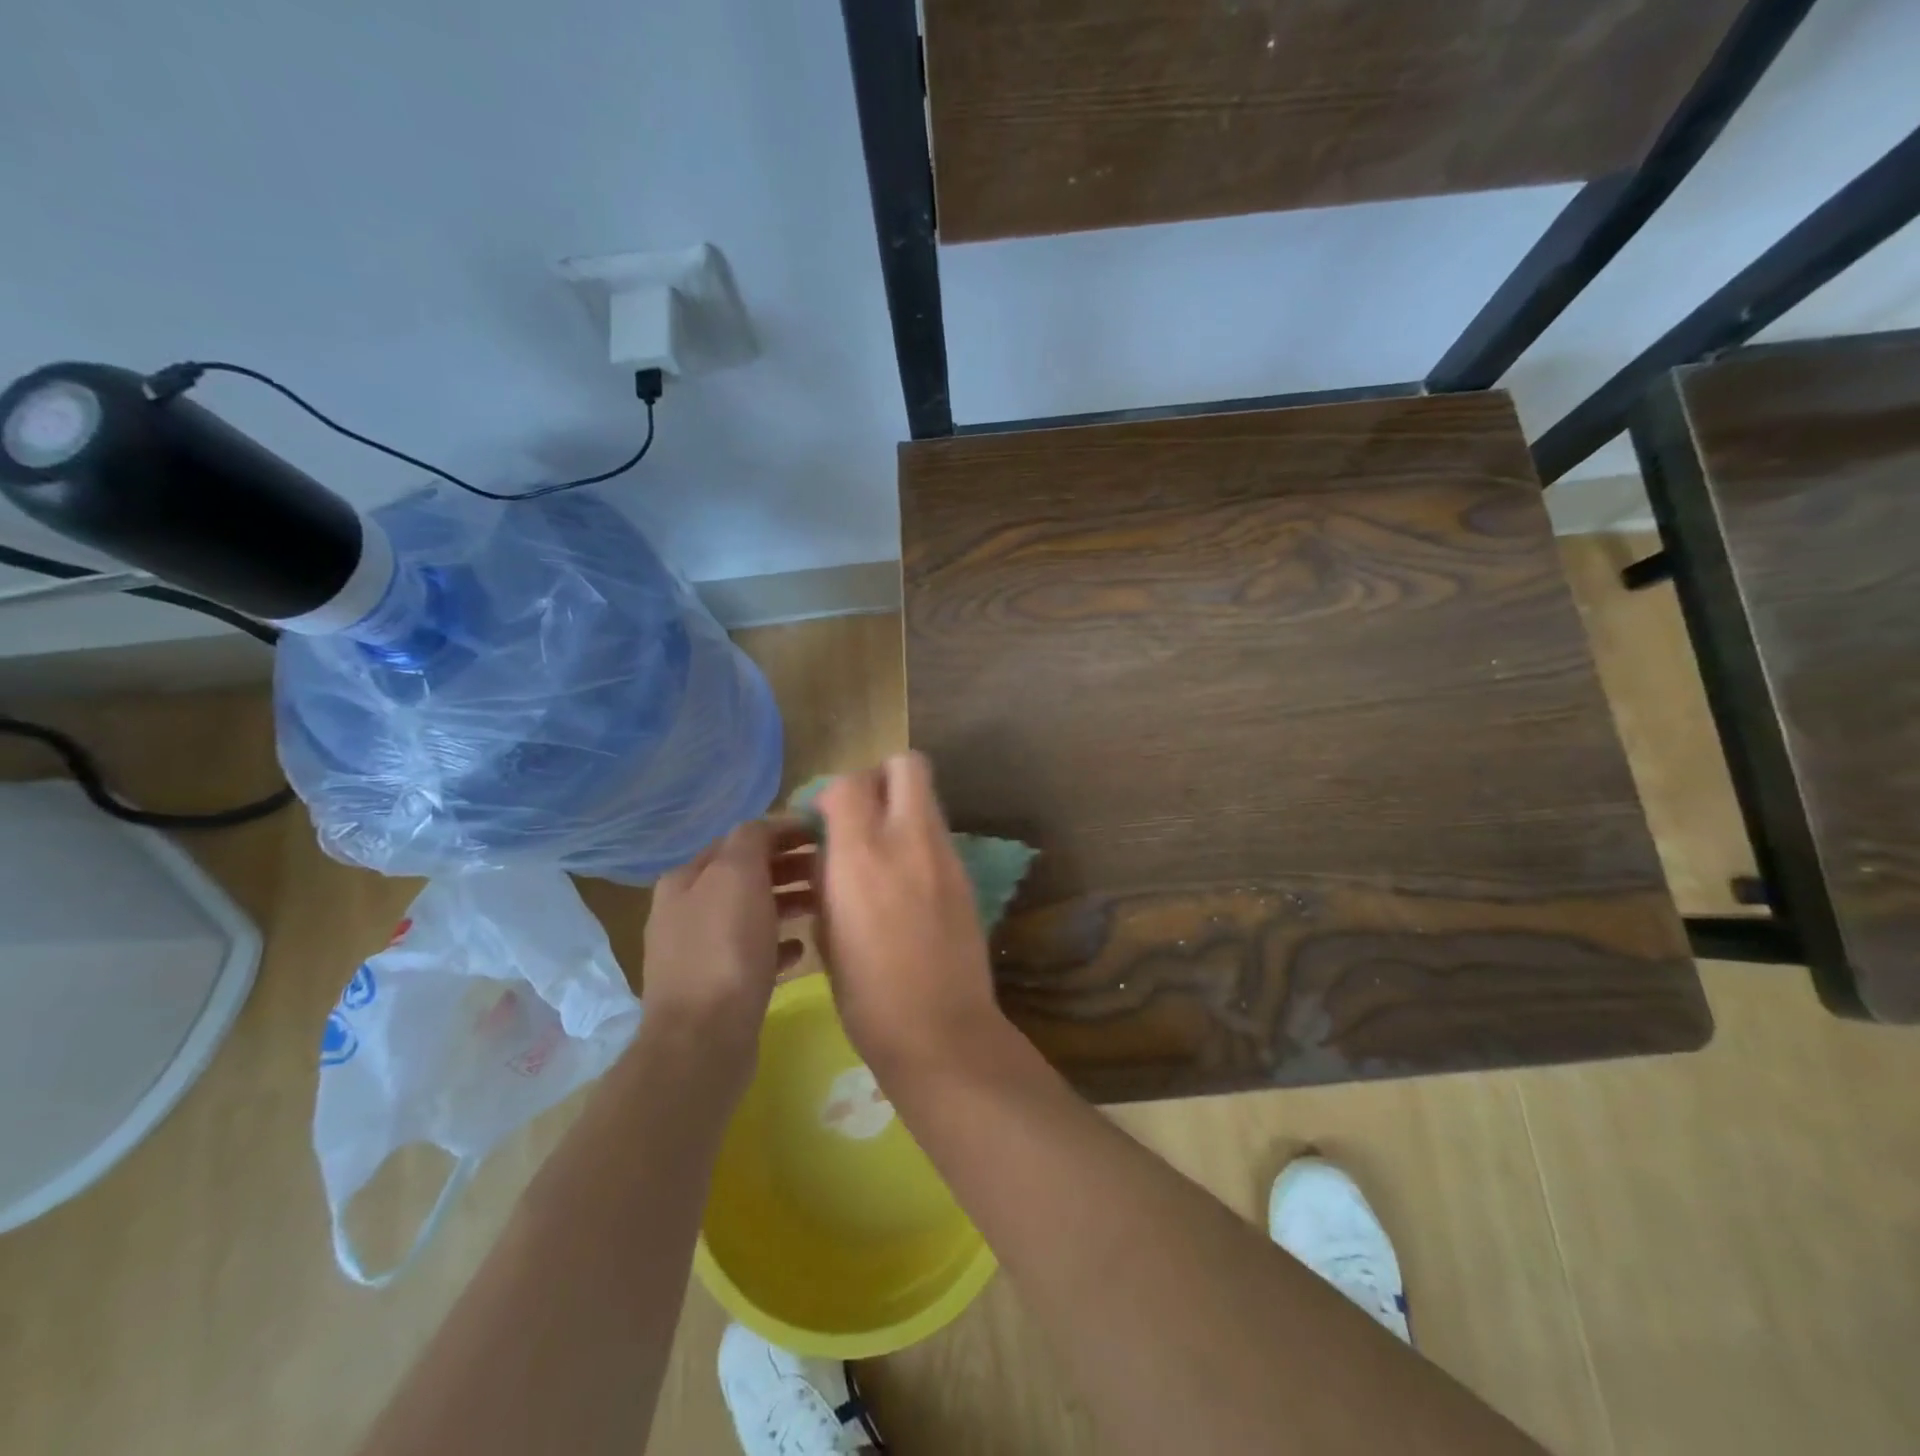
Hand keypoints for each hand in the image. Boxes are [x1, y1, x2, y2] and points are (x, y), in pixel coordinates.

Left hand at [641, 819, 813, 1049]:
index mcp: (686, 878)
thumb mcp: (738, 876)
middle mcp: (686, 910)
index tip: (824, 833)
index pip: (740, 839)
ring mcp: (699, 951)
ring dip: (786, 903)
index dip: (782, 832)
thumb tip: (768, 826)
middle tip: (829, 868)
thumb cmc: (724, 948)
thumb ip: (752, 840)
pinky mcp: (717, 986)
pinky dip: (778, 943)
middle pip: (745, 876)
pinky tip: (802, 948)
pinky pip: (753, 953)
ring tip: (823, 905)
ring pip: (751, 913)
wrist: (703, 1040)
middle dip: (787, 867)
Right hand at [814, 753, 1006, 1076]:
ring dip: (902, 807)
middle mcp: (908, 840)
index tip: (823, 822)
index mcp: (862, 855)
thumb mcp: (828, 932)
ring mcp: (945, 855)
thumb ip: (828, 877)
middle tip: (863, 813)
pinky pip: (939, 834)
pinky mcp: (966, 875)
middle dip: (881, 777)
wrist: (940, 1032)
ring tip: (883, 848)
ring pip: (928, 797)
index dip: (832, 794)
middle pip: (907, 765)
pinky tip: (906, 879)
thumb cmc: (866, 996)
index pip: (849, 783)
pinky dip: (919, 839)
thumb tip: (831, 850)